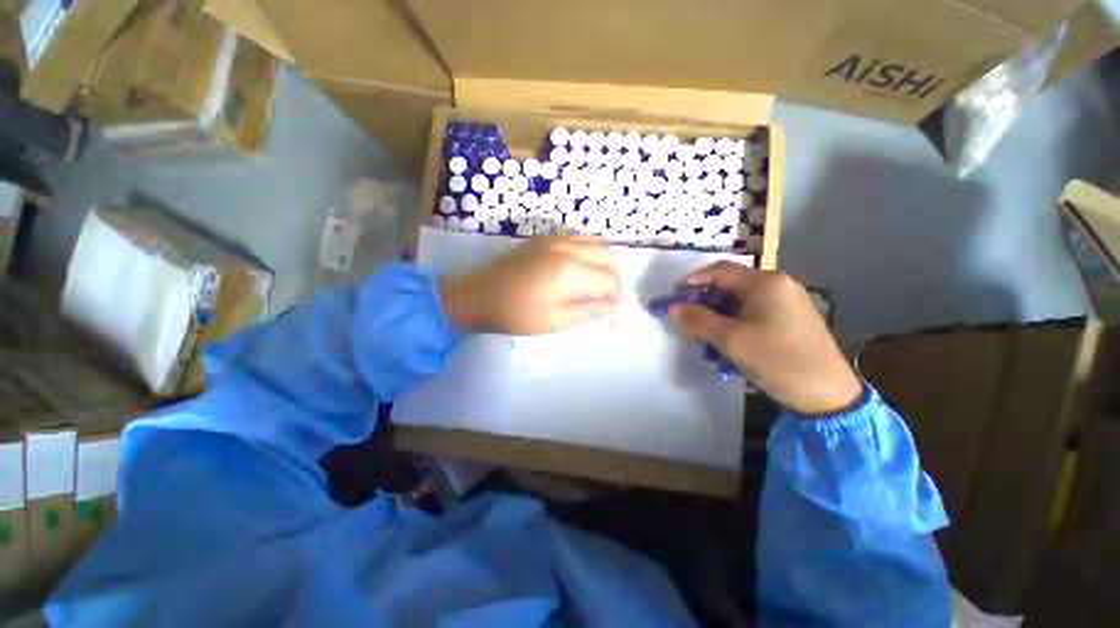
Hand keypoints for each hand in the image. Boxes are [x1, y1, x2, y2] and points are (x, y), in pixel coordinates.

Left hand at [440, 235, 620, 334]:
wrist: (479, 295)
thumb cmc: (516, 314)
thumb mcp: (554, 321)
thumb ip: (588, 312)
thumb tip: (612, 307)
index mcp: (569, 271)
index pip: (608, 278)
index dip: (616, 294)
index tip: (611, 308)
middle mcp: (566, 248)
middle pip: (608, 255)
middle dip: (616, 275)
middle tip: (610, 295)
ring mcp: (555, 239)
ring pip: (596, 241)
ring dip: (605, 260)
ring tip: (600, 281)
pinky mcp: (545, 238)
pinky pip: (579, 236)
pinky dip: (590, 249)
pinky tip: (583, 266)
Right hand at [669, 262, 862, 415]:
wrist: (827, 394)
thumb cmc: (777, 360)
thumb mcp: (730, 340)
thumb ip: (698, 319)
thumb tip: (674, 307)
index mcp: (765, 282)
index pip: (719, 271)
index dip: (692, 282)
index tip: (673, 297)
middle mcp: (776, 285)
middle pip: (727, 287)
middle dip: (703, 306)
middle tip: (688, 326)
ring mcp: (784, 302)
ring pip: (737, 303)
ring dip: (716, 320)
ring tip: (706, 344)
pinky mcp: (787, 318)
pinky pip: (750, 314)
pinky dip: (732, 326)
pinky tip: (726, 347)